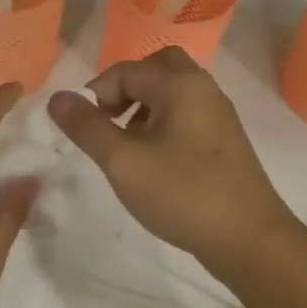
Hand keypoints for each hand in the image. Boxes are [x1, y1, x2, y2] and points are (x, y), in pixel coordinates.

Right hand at [47, 48, 298, 277]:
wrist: (250, 239)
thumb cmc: (183, 194)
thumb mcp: (123, 162)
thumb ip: (87, 127)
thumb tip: (57, 97)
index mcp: (180, 85)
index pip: (126, 70)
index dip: (98, 93)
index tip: (86, 129)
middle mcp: (203, 89)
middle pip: (158, 68)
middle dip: (126, 88)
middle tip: (110, 120)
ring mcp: (219, 115)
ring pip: (174, 92)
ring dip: (144, 106)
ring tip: (128, 144)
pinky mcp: (225, 141)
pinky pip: (187, 114)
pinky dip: (164, 123)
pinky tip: (155, 161)